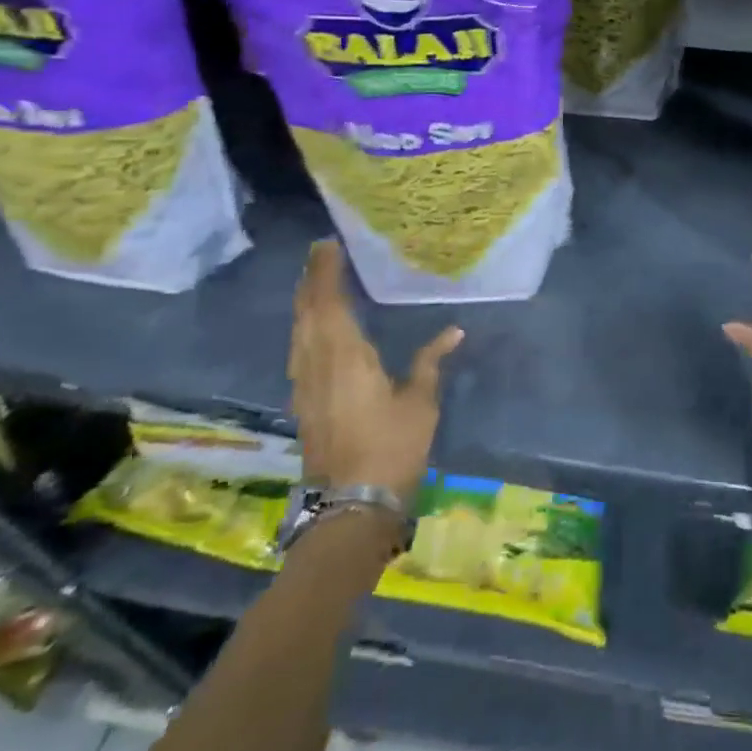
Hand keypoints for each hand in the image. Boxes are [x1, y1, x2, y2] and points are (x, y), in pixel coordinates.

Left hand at [289, 239, 462, 501]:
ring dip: (304, 302)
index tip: (328, 245)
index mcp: (345, 355)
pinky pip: (298, 350)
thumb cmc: (391, 447)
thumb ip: (431, 361)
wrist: (352, 505)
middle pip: (306, 312)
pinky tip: (312, 327)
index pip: (328, 301)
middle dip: (310, 279)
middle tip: (321, 253)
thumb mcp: (420, 401)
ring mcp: (304, 384)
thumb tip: (454, 331)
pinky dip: (304, 327)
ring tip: (316, 280)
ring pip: (297, 331)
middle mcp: (317, 363)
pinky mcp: (303, 402)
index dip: (325, 272)